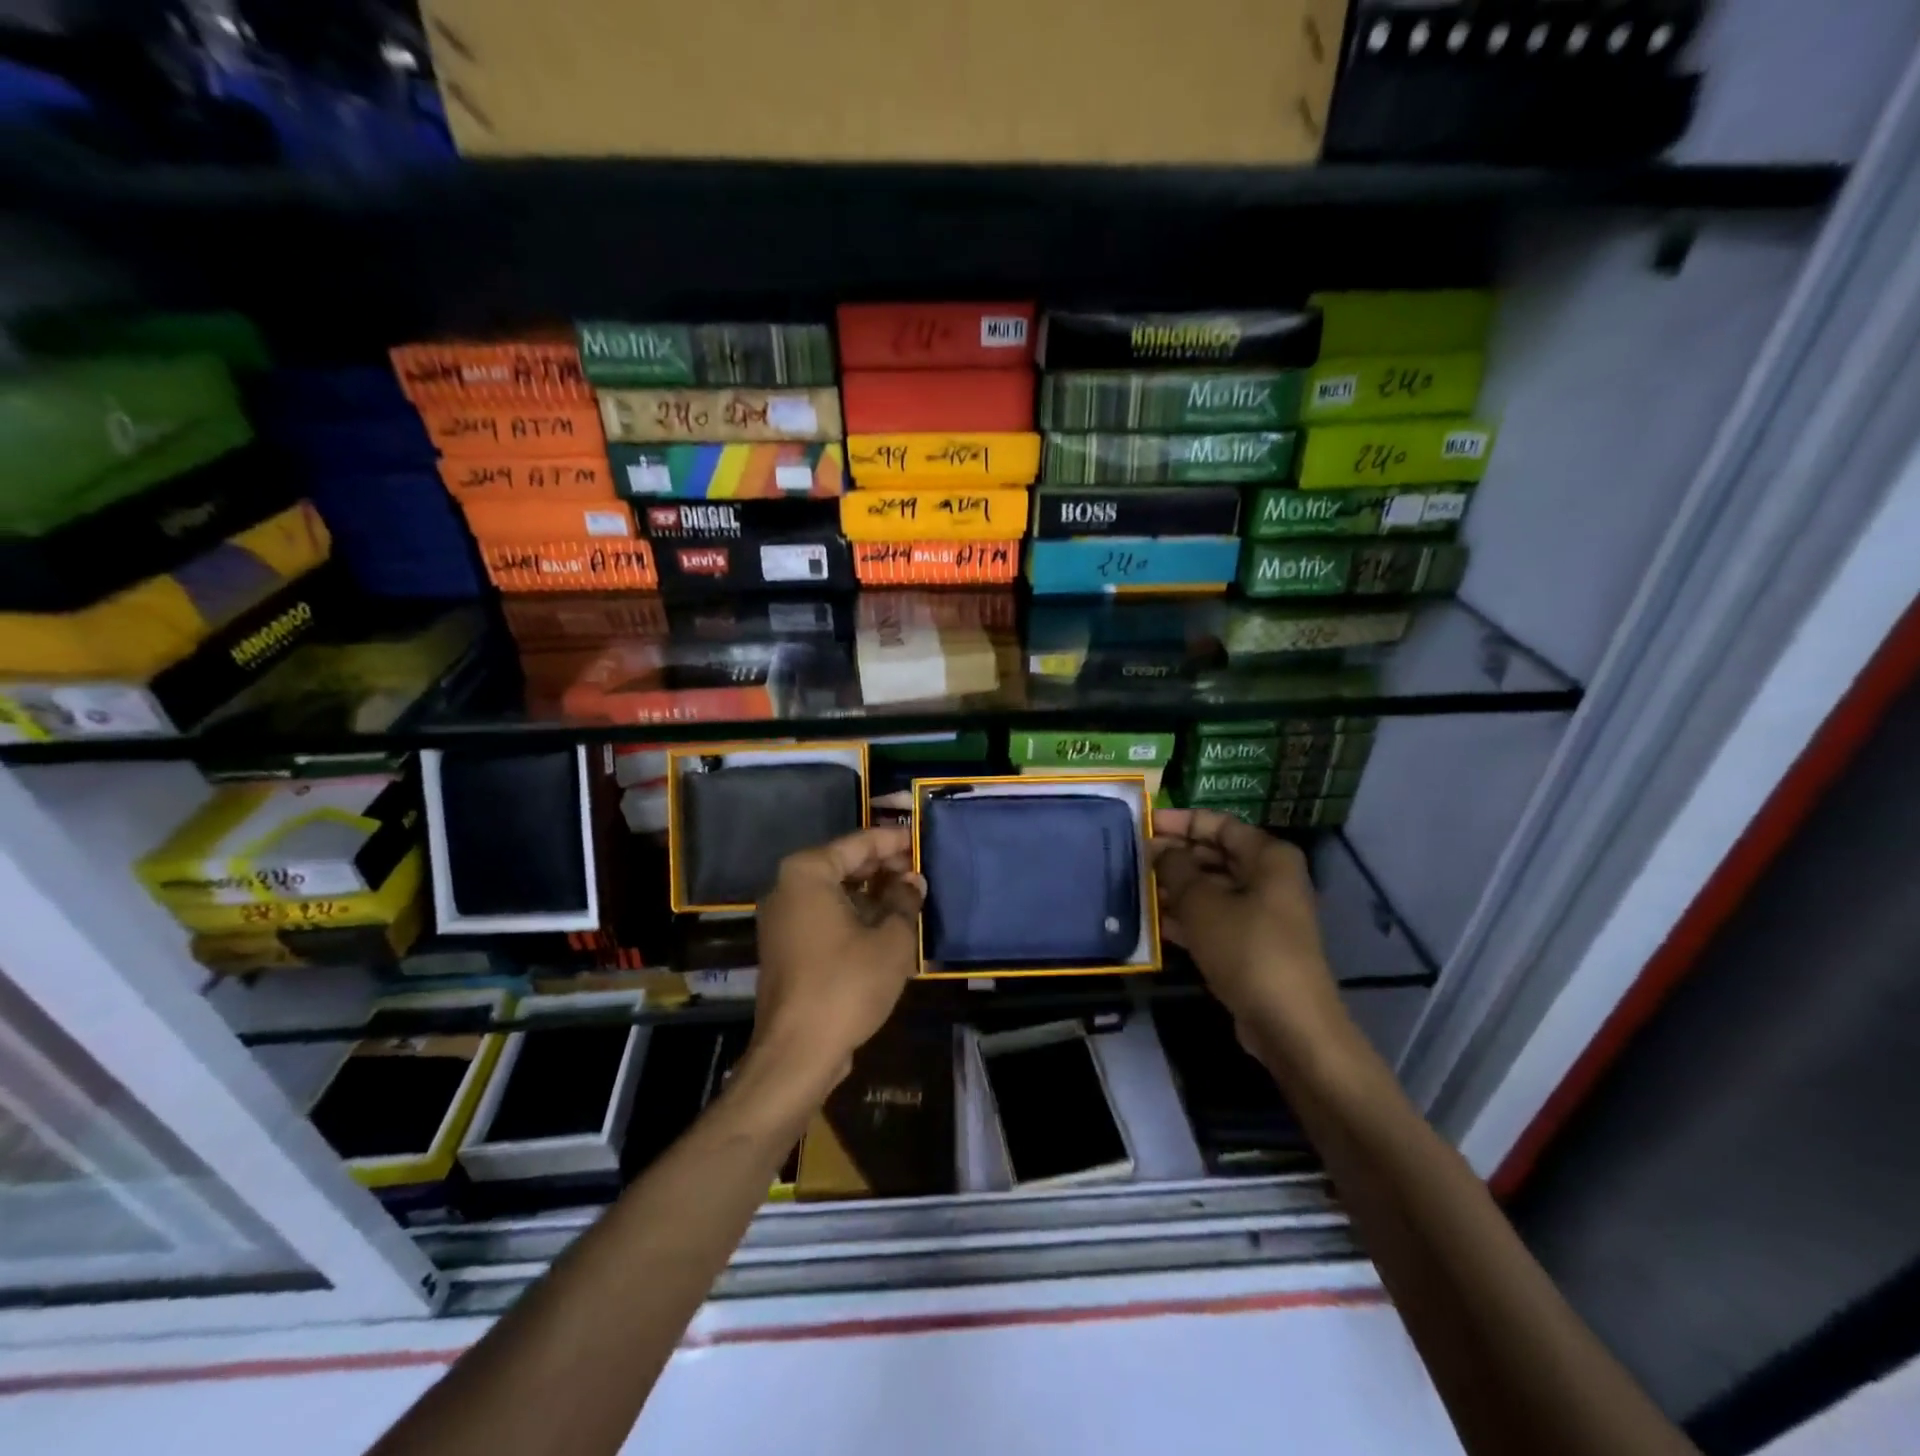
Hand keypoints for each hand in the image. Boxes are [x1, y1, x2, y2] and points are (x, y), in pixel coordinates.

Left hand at [751, 826, 924, 1093]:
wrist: (797, 1052)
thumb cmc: (847, 984)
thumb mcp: (891, 940)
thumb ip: (905, 901)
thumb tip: (913, 882)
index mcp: (807, 873)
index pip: (859, 843)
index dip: (894, 840)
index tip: (921, 840)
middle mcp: (787, 887)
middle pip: (844, 865)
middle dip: (883, 868)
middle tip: (920, 873)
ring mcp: (782, 919)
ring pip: (835, 893)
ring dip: (871, 895)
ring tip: (909, 900)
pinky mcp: (785, 947)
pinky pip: (824, 917)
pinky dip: (853, 916)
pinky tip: (885, 927)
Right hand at [1151, 809, 1345, 1065]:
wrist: (1288, 1023)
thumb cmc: (1246, 948)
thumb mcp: (1202, 902)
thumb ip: (1176, 868)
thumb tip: (1161, 850)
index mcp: (1269, 857)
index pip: (1220, 824)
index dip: (1181, 821)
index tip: (1145, 824)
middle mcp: (1271, 879)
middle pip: (1216, 856)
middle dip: (1176, 856)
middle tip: (1135, 859)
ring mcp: (1264, 914)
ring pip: (1213, 889)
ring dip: (1177, 888)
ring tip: (1136, 888)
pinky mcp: (1253, 945)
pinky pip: (1216, 919)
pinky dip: (1188, 917)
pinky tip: (1154, 923)